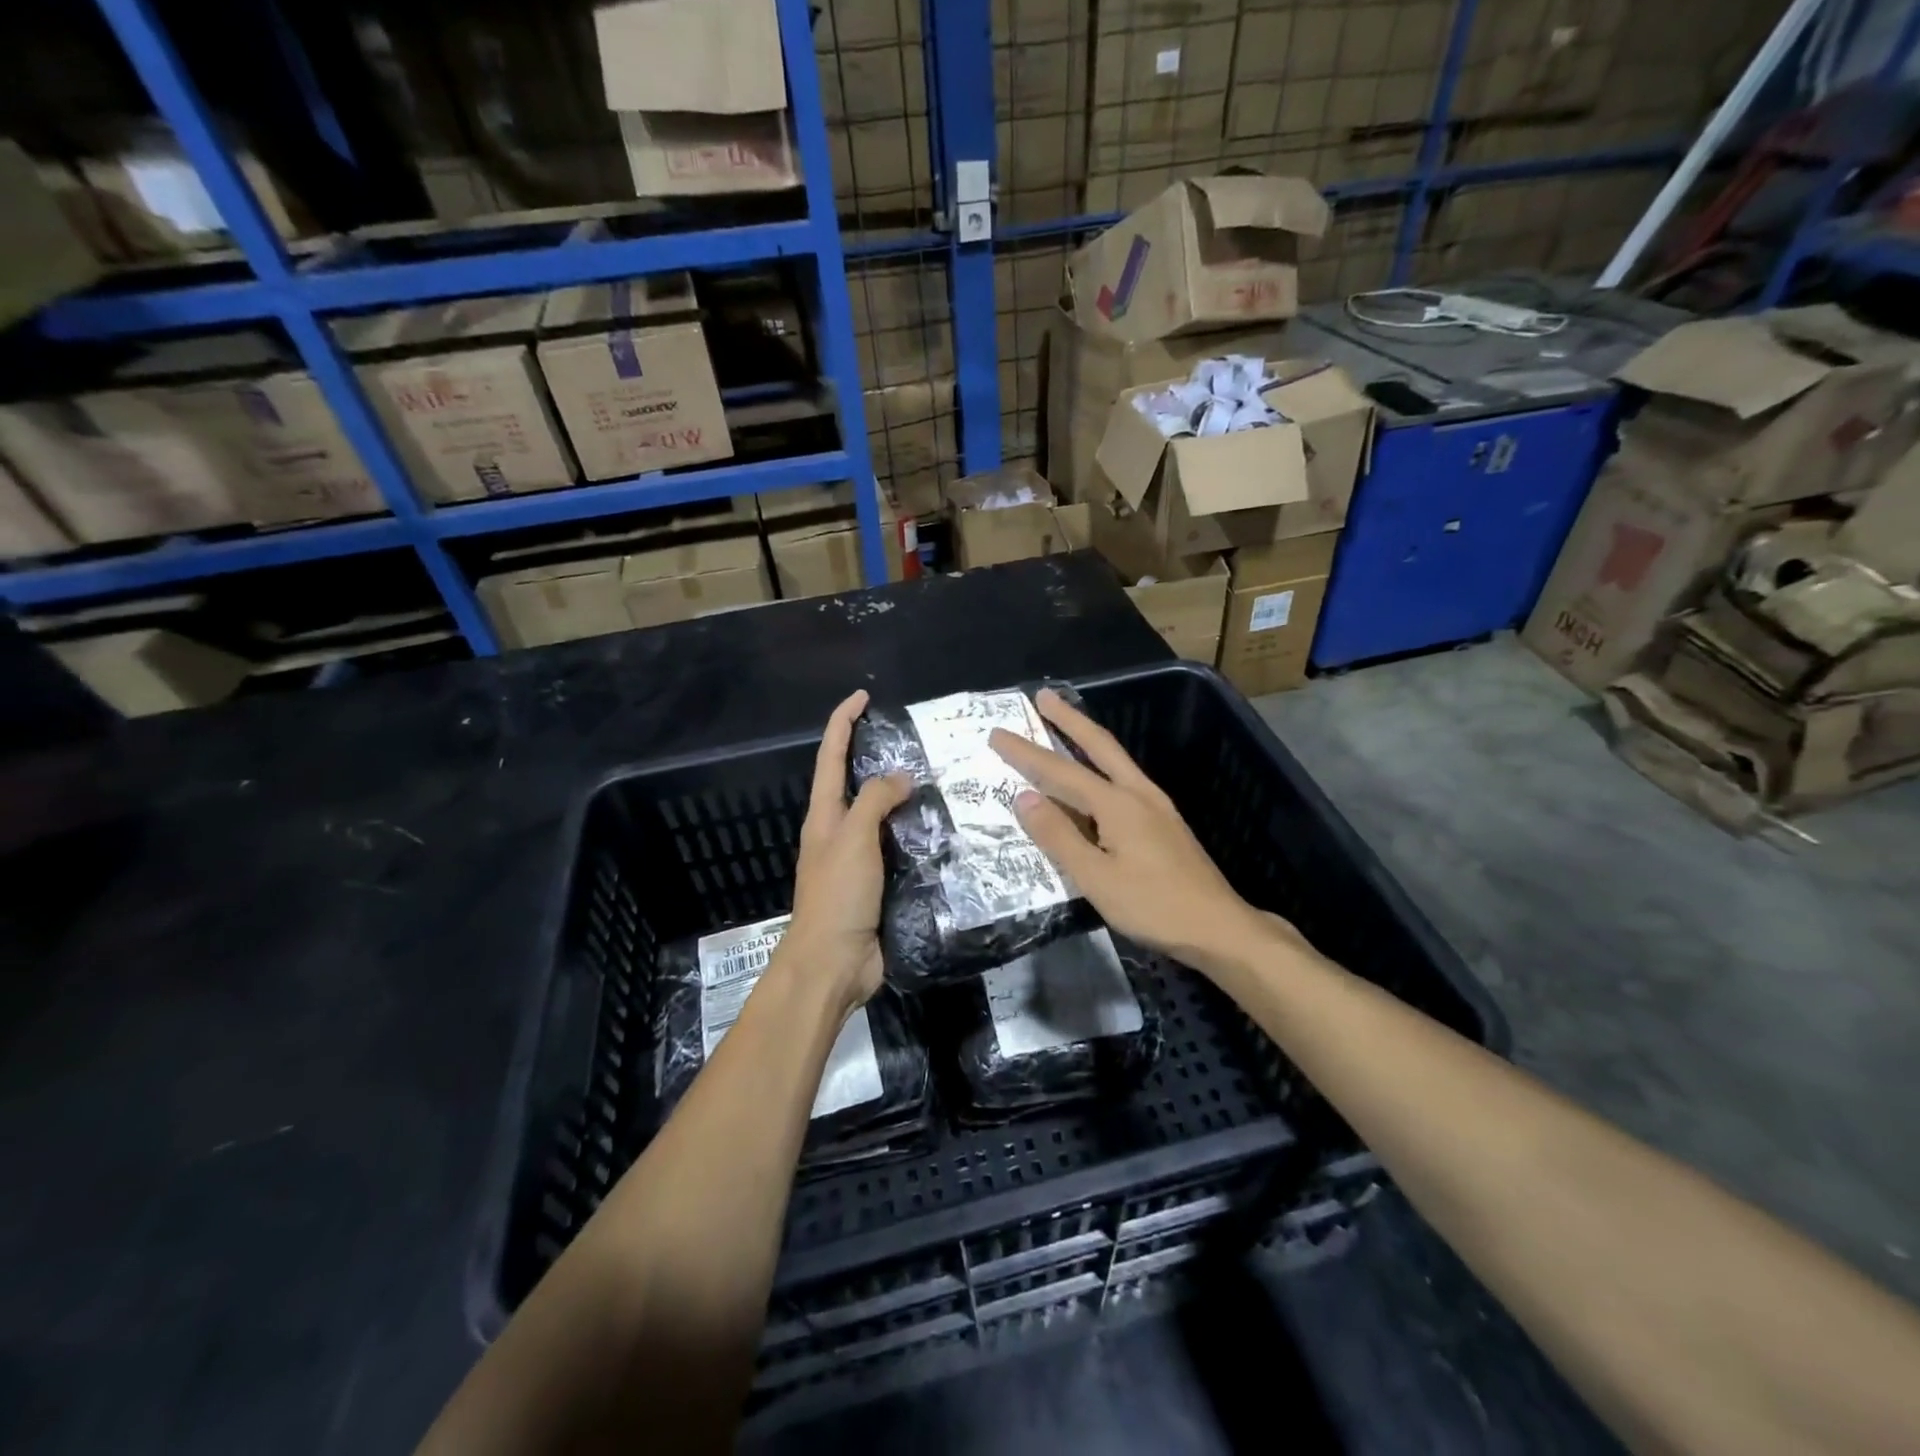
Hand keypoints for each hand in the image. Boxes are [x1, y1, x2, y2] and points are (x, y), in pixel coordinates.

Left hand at [779, 689, 910, 1014]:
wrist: (833, 963)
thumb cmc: (837, 896)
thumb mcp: (853, 839)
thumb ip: (876, 801)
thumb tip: (902, 776)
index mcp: (825, 815)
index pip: (831, 756)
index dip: (843, 722)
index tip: (864, 696)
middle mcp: (839, 830)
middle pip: (857, 782)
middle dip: (877, 754)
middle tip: (915, 737)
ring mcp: (859, 858)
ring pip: (883, 815)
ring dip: (905, 795)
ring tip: (940, 777)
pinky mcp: (880, 882)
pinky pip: (900, 846)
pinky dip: (918, 831)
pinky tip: (945, 827)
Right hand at [988, 688, 1277, 974]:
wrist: (1218, 927)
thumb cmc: (1153, 906)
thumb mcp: (1096, 878)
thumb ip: (1059, 836)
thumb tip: (1024, 797)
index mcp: (1117, 804)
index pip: (1060, 771)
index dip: (1026, 753)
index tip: (997, 733)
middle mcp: (1138, 793)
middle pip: (1098, 745)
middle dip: (1068, 719)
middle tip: (1043, 696)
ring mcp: (1156, 805)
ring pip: (1115, 759)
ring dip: (1086, 737)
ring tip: (1064, 724)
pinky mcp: (1165, 821)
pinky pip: (1124, 778)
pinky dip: (1102, 763)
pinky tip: (1096, 776)